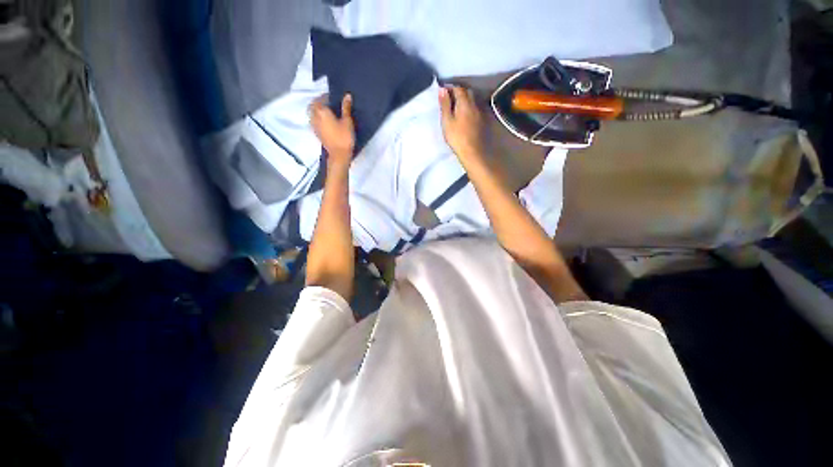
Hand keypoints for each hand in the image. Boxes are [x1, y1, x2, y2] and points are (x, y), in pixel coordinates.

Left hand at [310, 94, 354, 164]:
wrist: (339, 155)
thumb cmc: (344, 137)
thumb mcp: (347, 121)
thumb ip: (346, 107)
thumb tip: (347, 95)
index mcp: (321, 110)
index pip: (322, 98)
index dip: (328, 96)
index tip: (335, 97)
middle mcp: (314, 116)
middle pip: (314, 104)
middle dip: (320, 101)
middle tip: (330, 102)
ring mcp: (314, 125)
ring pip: (312, 112)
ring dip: (317, 109)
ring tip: (327, 111)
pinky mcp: (316, 132)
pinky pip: (313, 120)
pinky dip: (317, 117)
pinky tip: (325, 120)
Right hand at [439, 86, 483, 159]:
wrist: (472, 152)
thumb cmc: (457, 137)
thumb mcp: (447, 121)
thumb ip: (445, 105)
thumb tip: (442, 89)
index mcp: (465, 102)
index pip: (458, 88)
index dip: (450, 87)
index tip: (443, 91)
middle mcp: (474, 104)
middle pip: (467, 92)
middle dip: (458, 91)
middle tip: (449, 97)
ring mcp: (480, 113)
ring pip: (473, 100)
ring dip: (465, 99)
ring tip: (456, 105)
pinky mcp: (482, 121)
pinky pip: (475, 108)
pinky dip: (469, 107)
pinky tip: (465, 114)